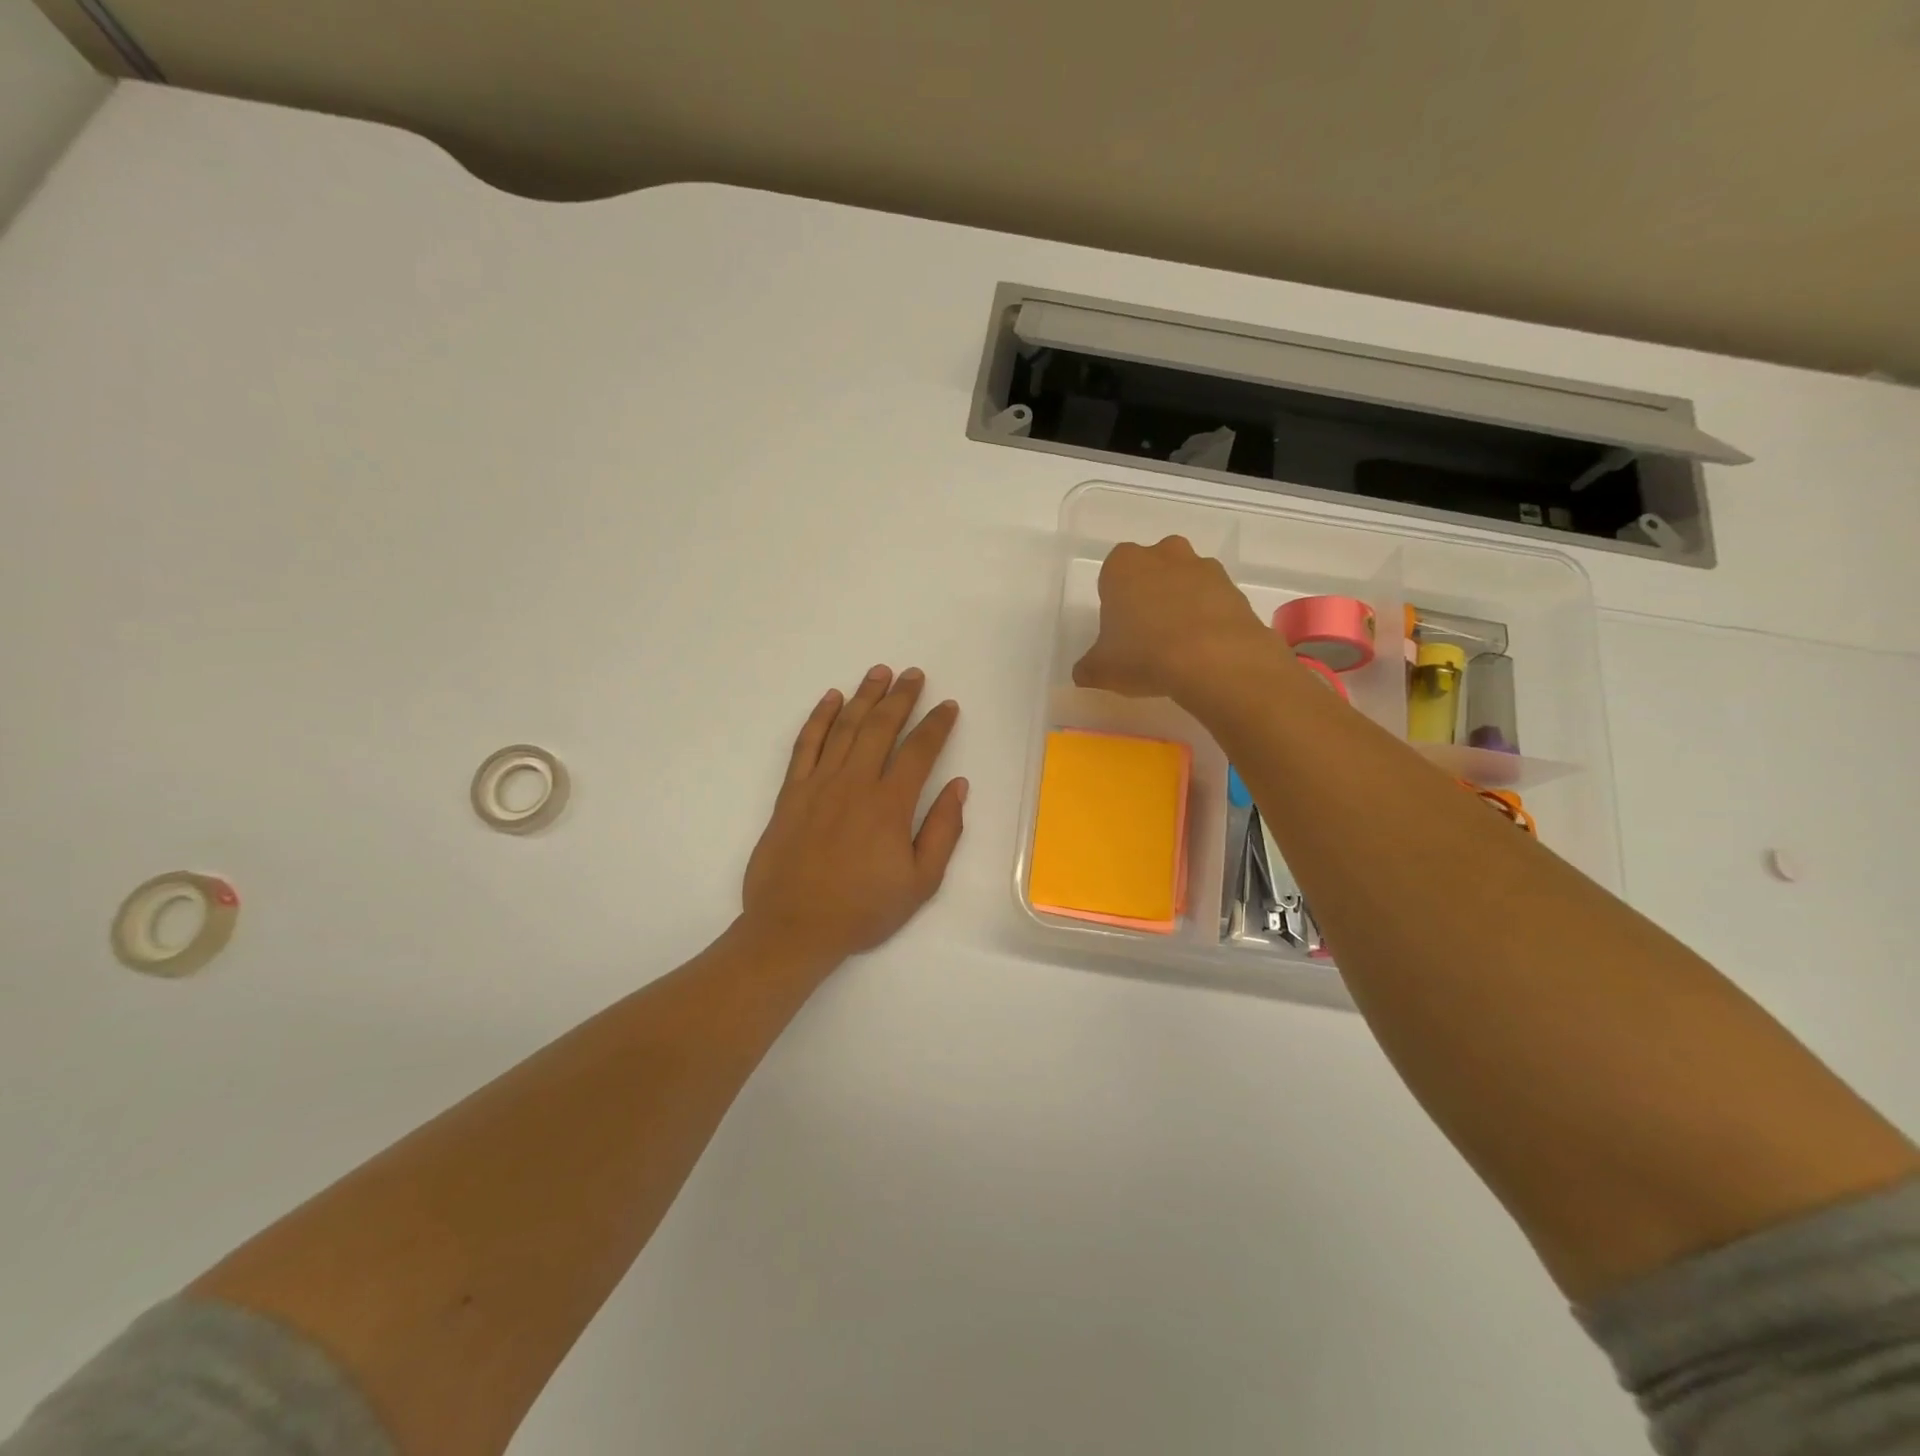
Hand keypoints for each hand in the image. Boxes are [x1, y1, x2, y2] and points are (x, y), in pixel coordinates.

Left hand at [742, 666, 966, 963]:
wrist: (794, 928)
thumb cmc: (863, 910)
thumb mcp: (920, 883)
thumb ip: (943, 831)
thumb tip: (959, 787)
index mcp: (890, 805)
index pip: (919, 751)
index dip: (936, 725)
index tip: (948, 706)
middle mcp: (854, 783)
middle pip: (880, 728)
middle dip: (900, 697)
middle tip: (913, 674)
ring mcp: (818, 784)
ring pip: (845, 728)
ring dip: (864, 697)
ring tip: (878, 673)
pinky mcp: (790, 793)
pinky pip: (806, 745)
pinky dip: (818, 718)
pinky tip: (831, 699)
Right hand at [1073, 536, 1275, 701]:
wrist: (1215, 660)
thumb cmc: (1144, 655)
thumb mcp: (1100, 670)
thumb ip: (1088, 667)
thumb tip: (1085, 672)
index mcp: (1122, 565)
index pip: (1111, 576)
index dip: (1115, 604)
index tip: (1119, 632)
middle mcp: (1163, 555)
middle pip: (1152, 570)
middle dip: (1150, 594)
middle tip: (1147, 636)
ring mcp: (1203, 568)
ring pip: (1185, 582)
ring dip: (1182, 604)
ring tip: (1179, 647)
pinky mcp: (1235, 589)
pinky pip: (1214, 601)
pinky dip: (1209, 619)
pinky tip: (1204, 651)